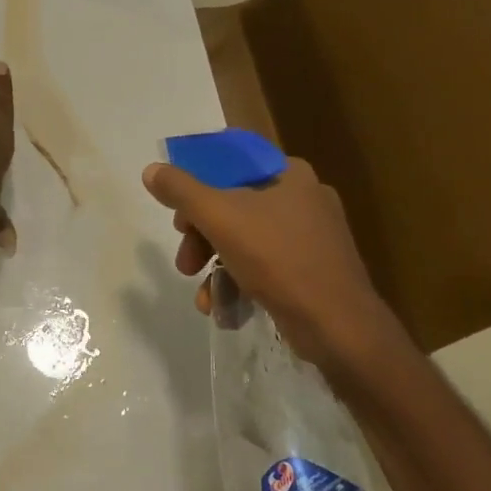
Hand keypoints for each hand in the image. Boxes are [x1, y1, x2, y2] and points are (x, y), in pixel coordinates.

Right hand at [141, 156, 401, 365]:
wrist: (338, 325)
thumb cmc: (279, 259)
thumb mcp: (220, 217)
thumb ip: (181, 190)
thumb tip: (152, 170)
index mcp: (288, 174)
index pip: (231, 164)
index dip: (197, 185)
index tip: (178, 215)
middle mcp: (303, 198)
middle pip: (233, 205)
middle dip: (201, 237)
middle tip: (185, 262)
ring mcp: (311, 236)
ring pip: (245, 239)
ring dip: (215, 265)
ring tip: (202, 294)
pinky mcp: (312, 270)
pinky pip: (264, 266)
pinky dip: (239, 282)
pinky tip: (221, 307)